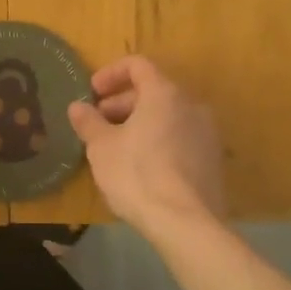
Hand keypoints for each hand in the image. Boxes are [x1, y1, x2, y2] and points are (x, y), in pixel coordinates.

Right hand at [67, 56, 225, 234]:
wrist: (186, 224)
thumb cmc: (137, 175)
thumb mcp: (101, 147)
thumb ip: (88, 122)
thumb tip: (77, 107)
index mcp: (164, 93)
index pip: (137, 65)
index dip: (110, 74)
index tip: (92, 93)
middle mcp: (191, 105)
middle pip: (153, 90)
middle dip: (121, 103)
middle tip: (98, 124)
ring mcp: (207, 132)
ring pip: (167, 115)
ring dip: (139, 123)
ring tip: (116, 147)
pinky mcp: (212, 159)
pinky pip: (180, 137)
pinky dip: (158, 140)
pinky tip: (141, 166)